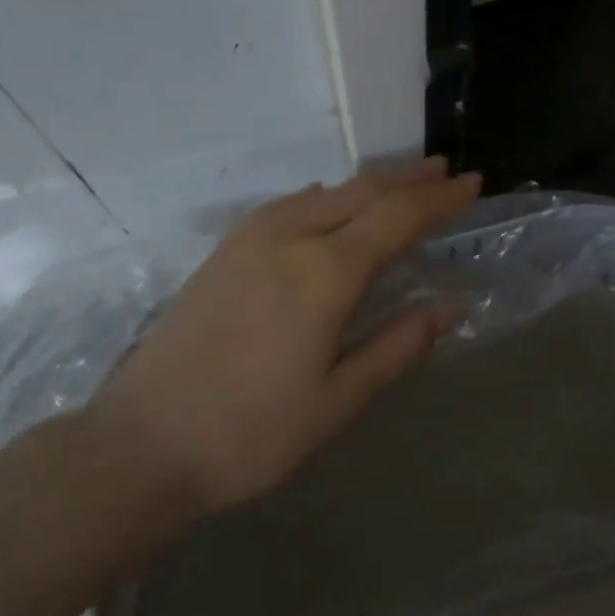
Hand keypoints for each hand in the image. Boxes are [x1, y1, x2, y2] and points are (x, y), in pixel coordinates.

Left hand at [93, 158, 480, 515]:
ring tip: (400, 183)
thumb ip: (397, 346)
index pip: (397, 217)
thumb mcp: (337, 402)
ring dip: (367, 184)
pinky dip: (324, 196)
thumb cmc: (250, 434)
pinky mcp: (223, 251)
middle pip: (361, 193)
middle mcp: (288, 238)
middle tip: (445, 171)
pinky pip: (287, 205)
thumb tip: (449, 307)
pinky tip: (328, 203)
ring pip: (323, 193)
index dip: (439, 198)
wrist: (141, 444)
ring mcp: (249, 240)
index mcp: (323, 273)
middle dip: (408, 179)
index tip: (472, 183)